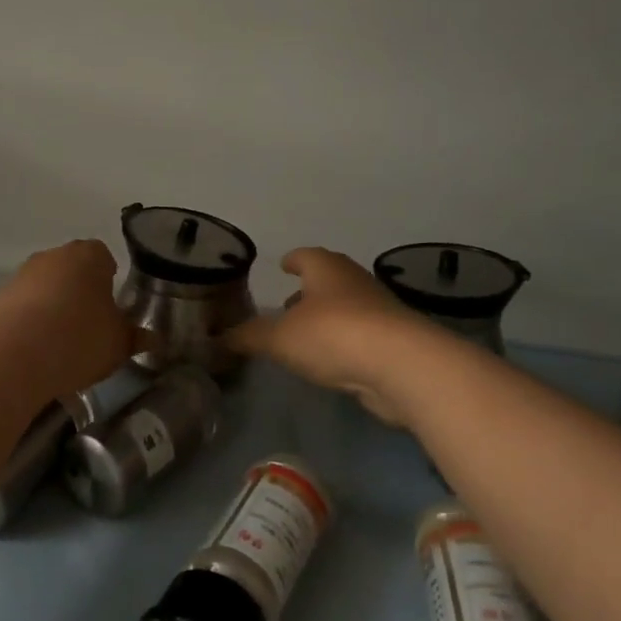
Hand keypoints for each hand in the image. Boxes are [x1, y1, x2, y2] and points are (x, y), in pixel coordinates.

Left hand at [0, 239, 132, 399]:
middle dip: (80, 291)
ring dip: (52, 307)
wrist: (14, 358)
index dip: (110, 279)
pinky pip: (20, 308)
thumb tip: (152, 338)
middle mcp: (52, 256)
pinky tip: (34, 352)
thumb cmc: (79, 340)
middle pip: (72, 269)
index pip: (104, 256)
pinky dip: (28, 323)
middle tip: (90, 325)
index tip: (112, 305)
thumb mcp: (119, 344)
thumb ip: (136, 337)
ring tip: (60, 344)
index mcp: (88, 256)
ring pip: (44, 288)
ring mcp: (20, 276)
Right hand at [227, 248, 425, 422]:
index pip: (305, 255)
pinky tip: (332, 358)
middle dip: (308, 290)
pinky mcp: (394, 340)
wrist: (401, 365)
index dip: (292, 261)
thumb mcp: (279, 337)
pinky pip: (361, 334)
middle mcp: (353, 281)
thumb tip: (218, 337)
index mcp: (325, 268)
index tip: (283, 265)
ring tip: (304, 336)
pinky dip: (345, 341)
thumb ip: (248, 336)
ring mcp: (378, 310)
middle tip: (287, 305)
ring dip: (327, 317)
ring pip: (346, 307)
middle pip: (328, 279)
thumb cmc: (333, 334)